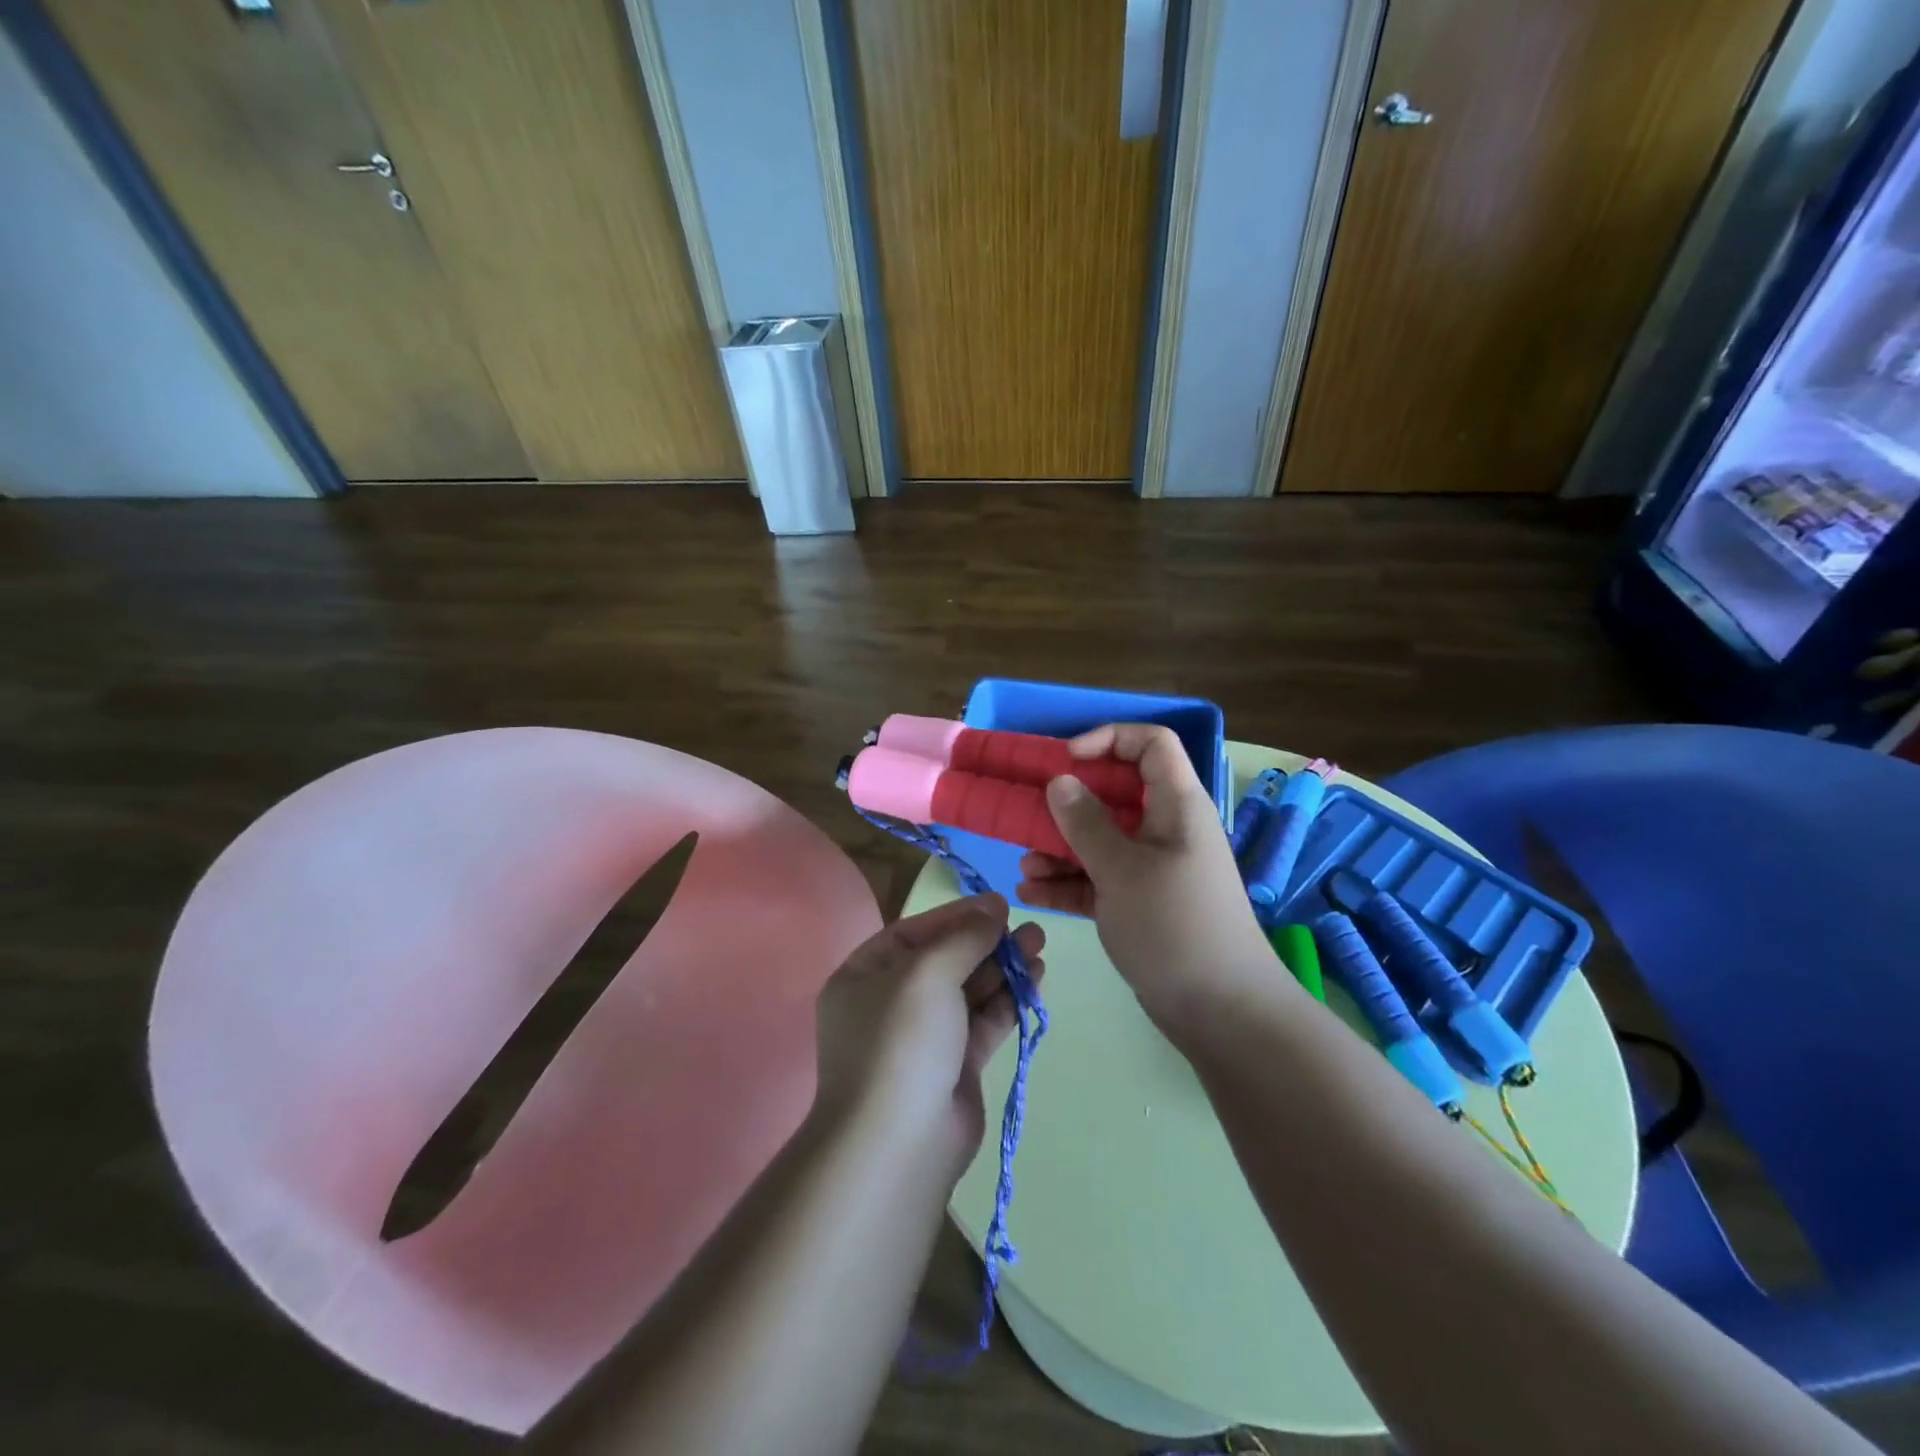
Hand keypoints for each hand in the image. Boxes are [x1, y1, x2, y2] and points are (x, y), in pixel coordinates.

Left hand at [813, 894, 1045, 1178]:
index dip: (957, 915)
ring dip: (1003, 968)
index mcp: (865, 976)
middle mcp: (892, 1003)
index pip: (914, 933)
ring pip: (968, 991)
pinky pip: (983, 1022)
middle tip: (1028, 928)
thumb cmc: (901, 1041)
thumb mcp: (927, 973)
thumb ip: (964, 937)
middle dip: (986, 942)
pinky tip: (1035, 980)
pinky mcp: (954, 1066)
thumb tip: (993, 906)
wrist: (899, 1145)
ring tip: (1040, 946)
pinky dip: (1007, 1001)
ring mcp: (924, 1037)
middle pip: (945, 960)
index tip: (998, 905)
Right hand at [1016, 724, 1270, 1034]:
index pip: (1151, 744)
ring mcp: (1152, 868)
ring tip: (1026, 868)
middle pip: (1114, 794)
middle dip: (1068, 803)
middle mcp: (1165, 829)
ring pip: (1100, 840)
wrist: (1221, 1012)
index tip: (1066, 759)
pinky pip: (1098, 879)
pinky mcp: (1140, 903)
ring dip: (1060, 849)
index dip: (1109, 739)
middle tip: (1028, 813)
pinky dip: (1068, 882)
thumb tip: (1060, 782)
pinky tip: (1032, 893)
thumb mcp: (1122, 869)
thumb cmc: (1174, 925)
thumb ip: (1086, 823)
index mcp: (1176, 806)